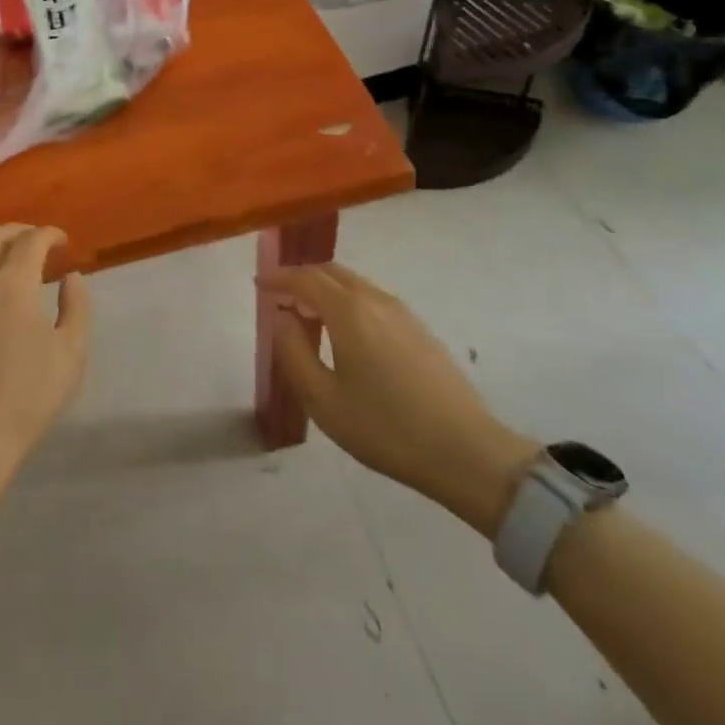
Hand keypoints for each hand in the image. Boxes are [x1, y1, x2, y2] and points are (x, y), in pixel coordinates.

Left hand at [0, 224, 90, 477]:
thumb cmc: (26, 396)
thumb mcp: (70, 353)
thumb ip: (76, 308)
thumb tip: (71, 278)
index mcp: (12, 283)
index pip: (32, 241)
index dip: (49, 234)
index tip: (63, 242)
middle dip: (17, 231)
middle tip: (35, 241)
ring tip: (2, 256)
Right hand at [262, 262, 537, 536]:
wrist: (466, 452)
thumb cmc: (385, 427)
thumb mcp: (323, 399)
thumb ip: (293, 352)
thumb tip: (281, 318)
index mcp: (348, 310)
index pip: (304, 278)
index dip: (278, 278)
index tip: (258, 284)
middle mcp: (375, 299)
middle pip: (331, 272)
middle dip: (301, 278)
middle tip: (279, 296)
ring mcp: (402, 312)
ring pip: (354, 284)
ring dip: (325, 289)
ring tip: (307, 315)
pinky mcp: (419, 329)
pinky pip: (372, 299)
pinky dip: (347, 301)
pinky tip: (344, 333)